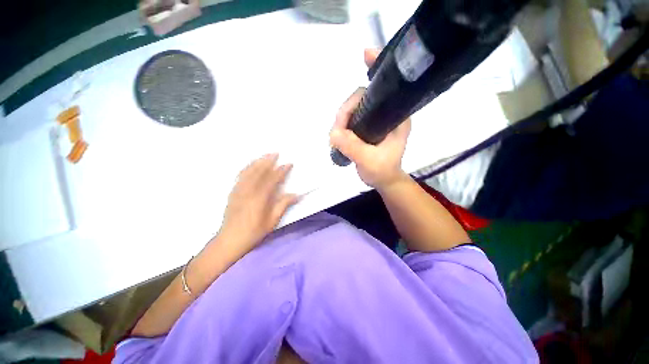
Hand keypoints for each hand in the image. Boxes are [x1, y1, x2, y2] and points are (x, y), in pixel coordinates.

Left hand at [218, 154, 298, 255]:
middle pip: (259, 171)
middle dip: (268, 161)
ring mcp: (238, 190)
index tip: (288, 164)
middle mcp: (248, 191)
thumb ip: (283, 205)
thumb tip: (296, 195)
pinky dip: (247, 168)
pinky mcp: (233, 192)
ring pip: (249, 171)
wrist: (229, 241)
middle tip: (276, 153)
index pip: (272, 180)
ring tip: (265, 155)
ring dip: (258, 162)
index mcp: (259, 198)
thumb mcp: (272, 221)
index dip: (281, 171)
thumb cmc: (253, 233)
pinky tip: (251, 165)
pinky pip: (240, 176)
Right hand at [329, 49, 411, 189]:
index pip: (384, 89)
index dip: (375, 70)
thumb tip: (333, 133)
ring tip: (337, 138)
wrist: (383, 180)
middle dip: (345, 112)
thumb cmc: (382, 172)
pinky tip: (338, 134)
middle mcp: (387, 113)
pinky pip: (351, 118)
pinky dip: (342, 124)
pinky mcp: (366, 126)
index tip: (364, 55)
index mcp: (396, 117)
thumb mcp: (369, 161)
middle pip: (361, 98)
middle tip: (336, 132)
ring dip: (341, 120)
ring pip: (353, 109)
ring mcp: (375, 119)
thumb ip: (353, 147)